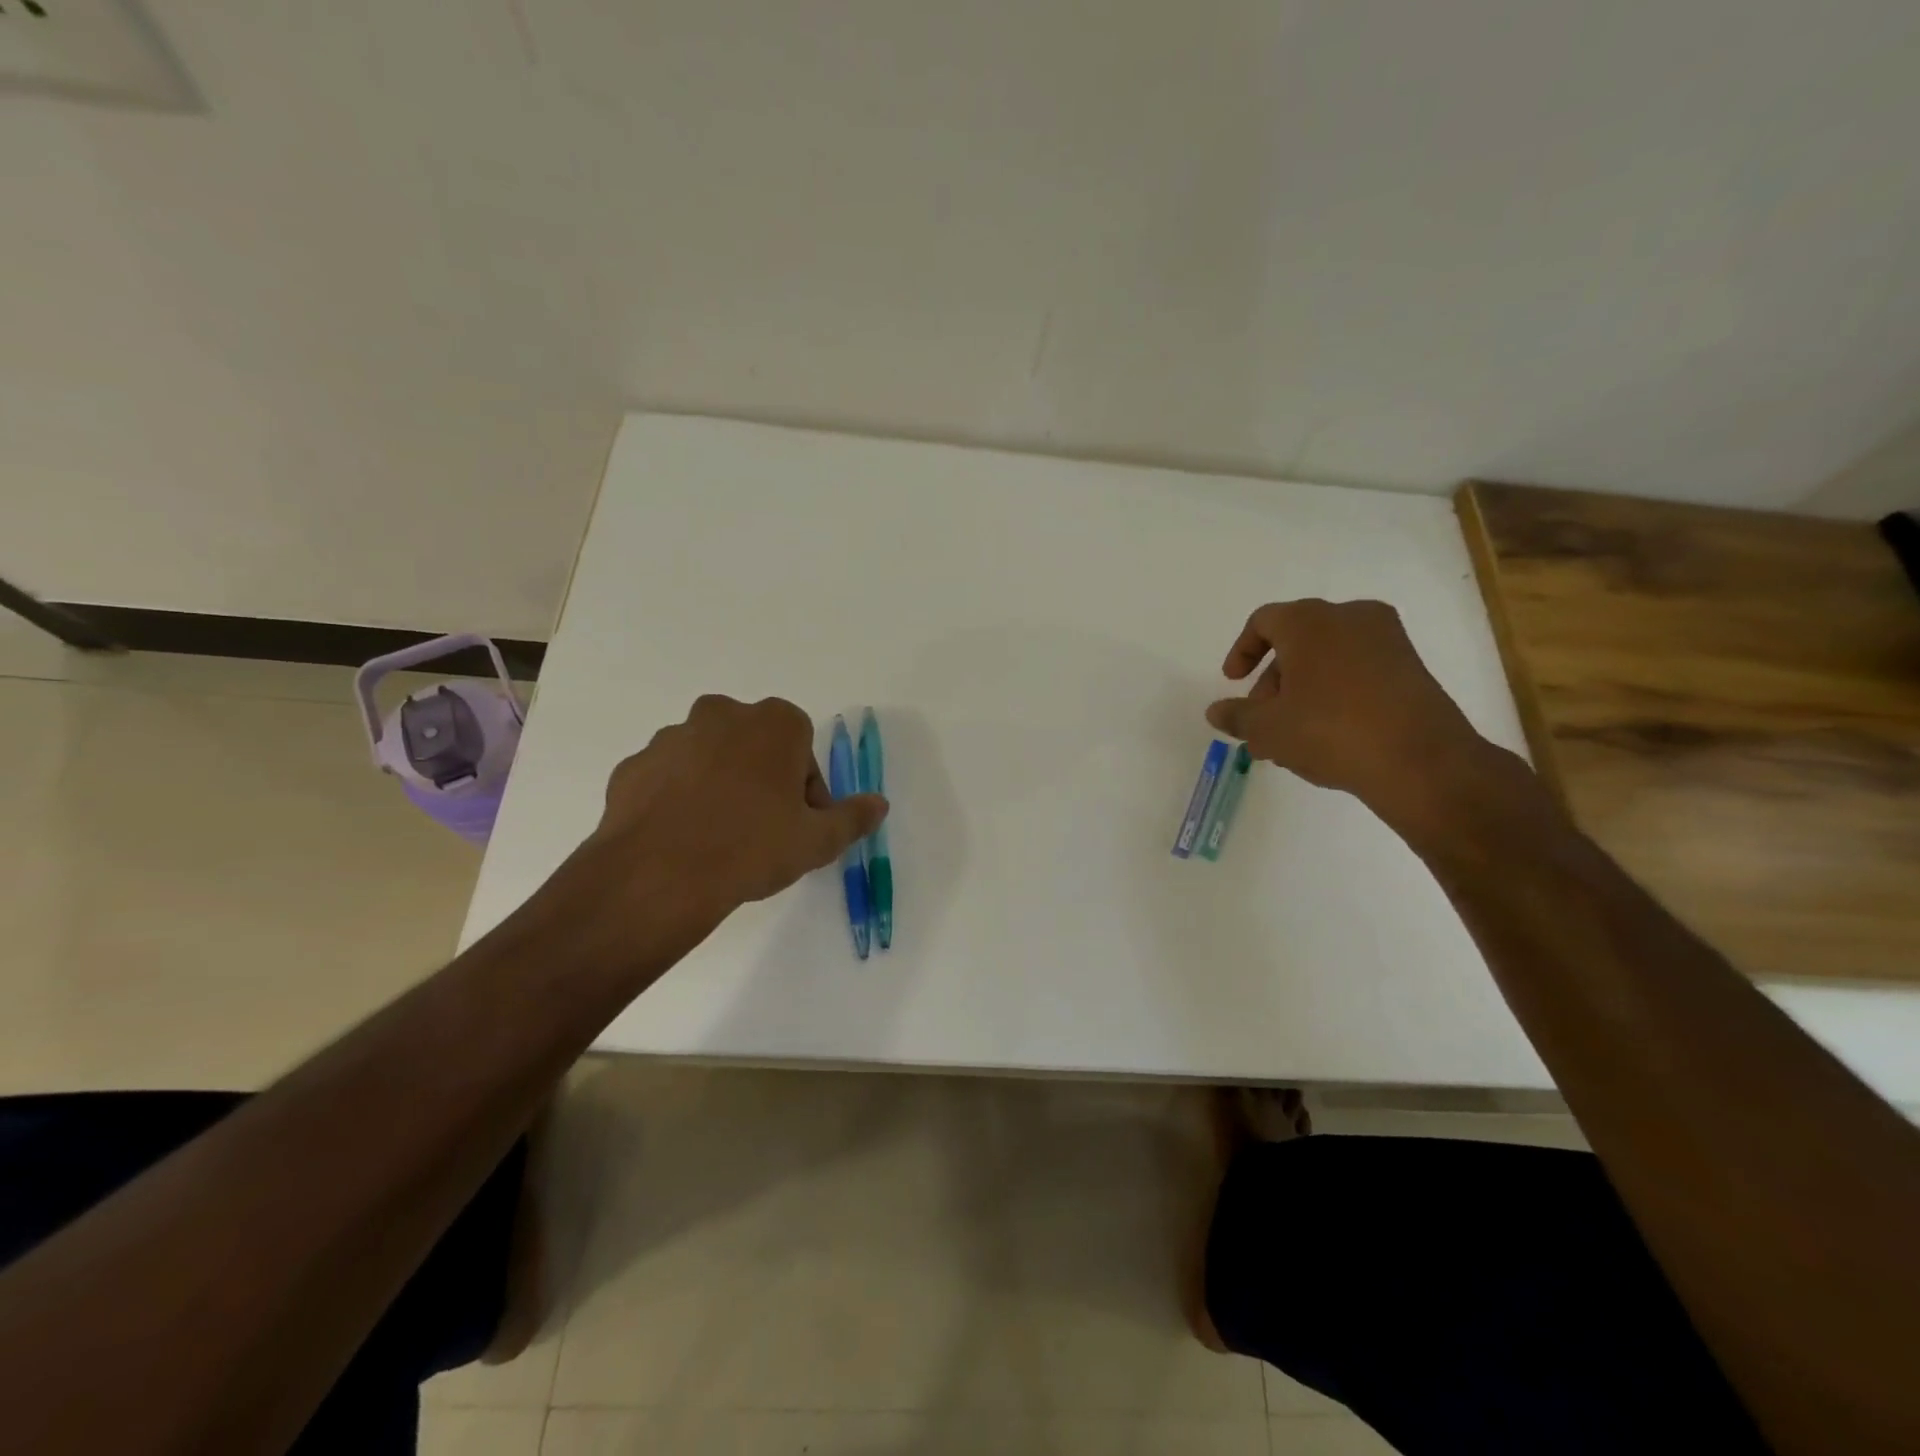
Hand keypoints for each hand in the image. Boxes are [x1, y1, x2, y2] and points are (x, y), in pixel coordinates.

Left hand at [582, 695, 886, 920]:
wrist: (658, 874)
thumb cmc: (753, 846)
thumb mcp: (818, 840)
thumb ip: (853, 817)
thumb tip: (879, 804)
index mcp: (774, 722)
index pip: (803, 748)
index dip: (806, 788)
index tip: (799, 823)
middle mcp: (722, 715)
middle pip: (755, 746)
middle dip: (762, 779)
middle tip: (763, 828)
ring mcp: (671, 737)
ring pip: (709, 758)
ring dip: (719, 786)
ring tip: (719, 839)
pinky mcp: (634, 766)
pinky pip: (669, 779)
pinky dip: (679, 799)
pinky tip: (683, 839)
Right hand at [1204, 599, 1501, 832]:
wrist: (1420, 761)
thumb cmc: (1329, 731)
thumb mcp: (1267, 729)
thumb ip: (1237, 716)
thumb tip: (1216, 711)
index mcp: (1309, 621)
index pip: (1263, 621)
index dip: (1242, 651)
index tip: (1233, 683)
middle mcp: (1350, 618)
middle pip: (1296, 640)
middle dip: (1272, 679)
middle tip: (1262, 719)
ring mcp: (1387, 640)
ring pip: (1327, 657)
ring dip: (1302, 690)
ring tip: (1291, 736)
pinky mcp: (1411, 667)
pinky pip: (1357, 670)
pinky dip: (1334, 693)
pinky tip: (1327, 735)